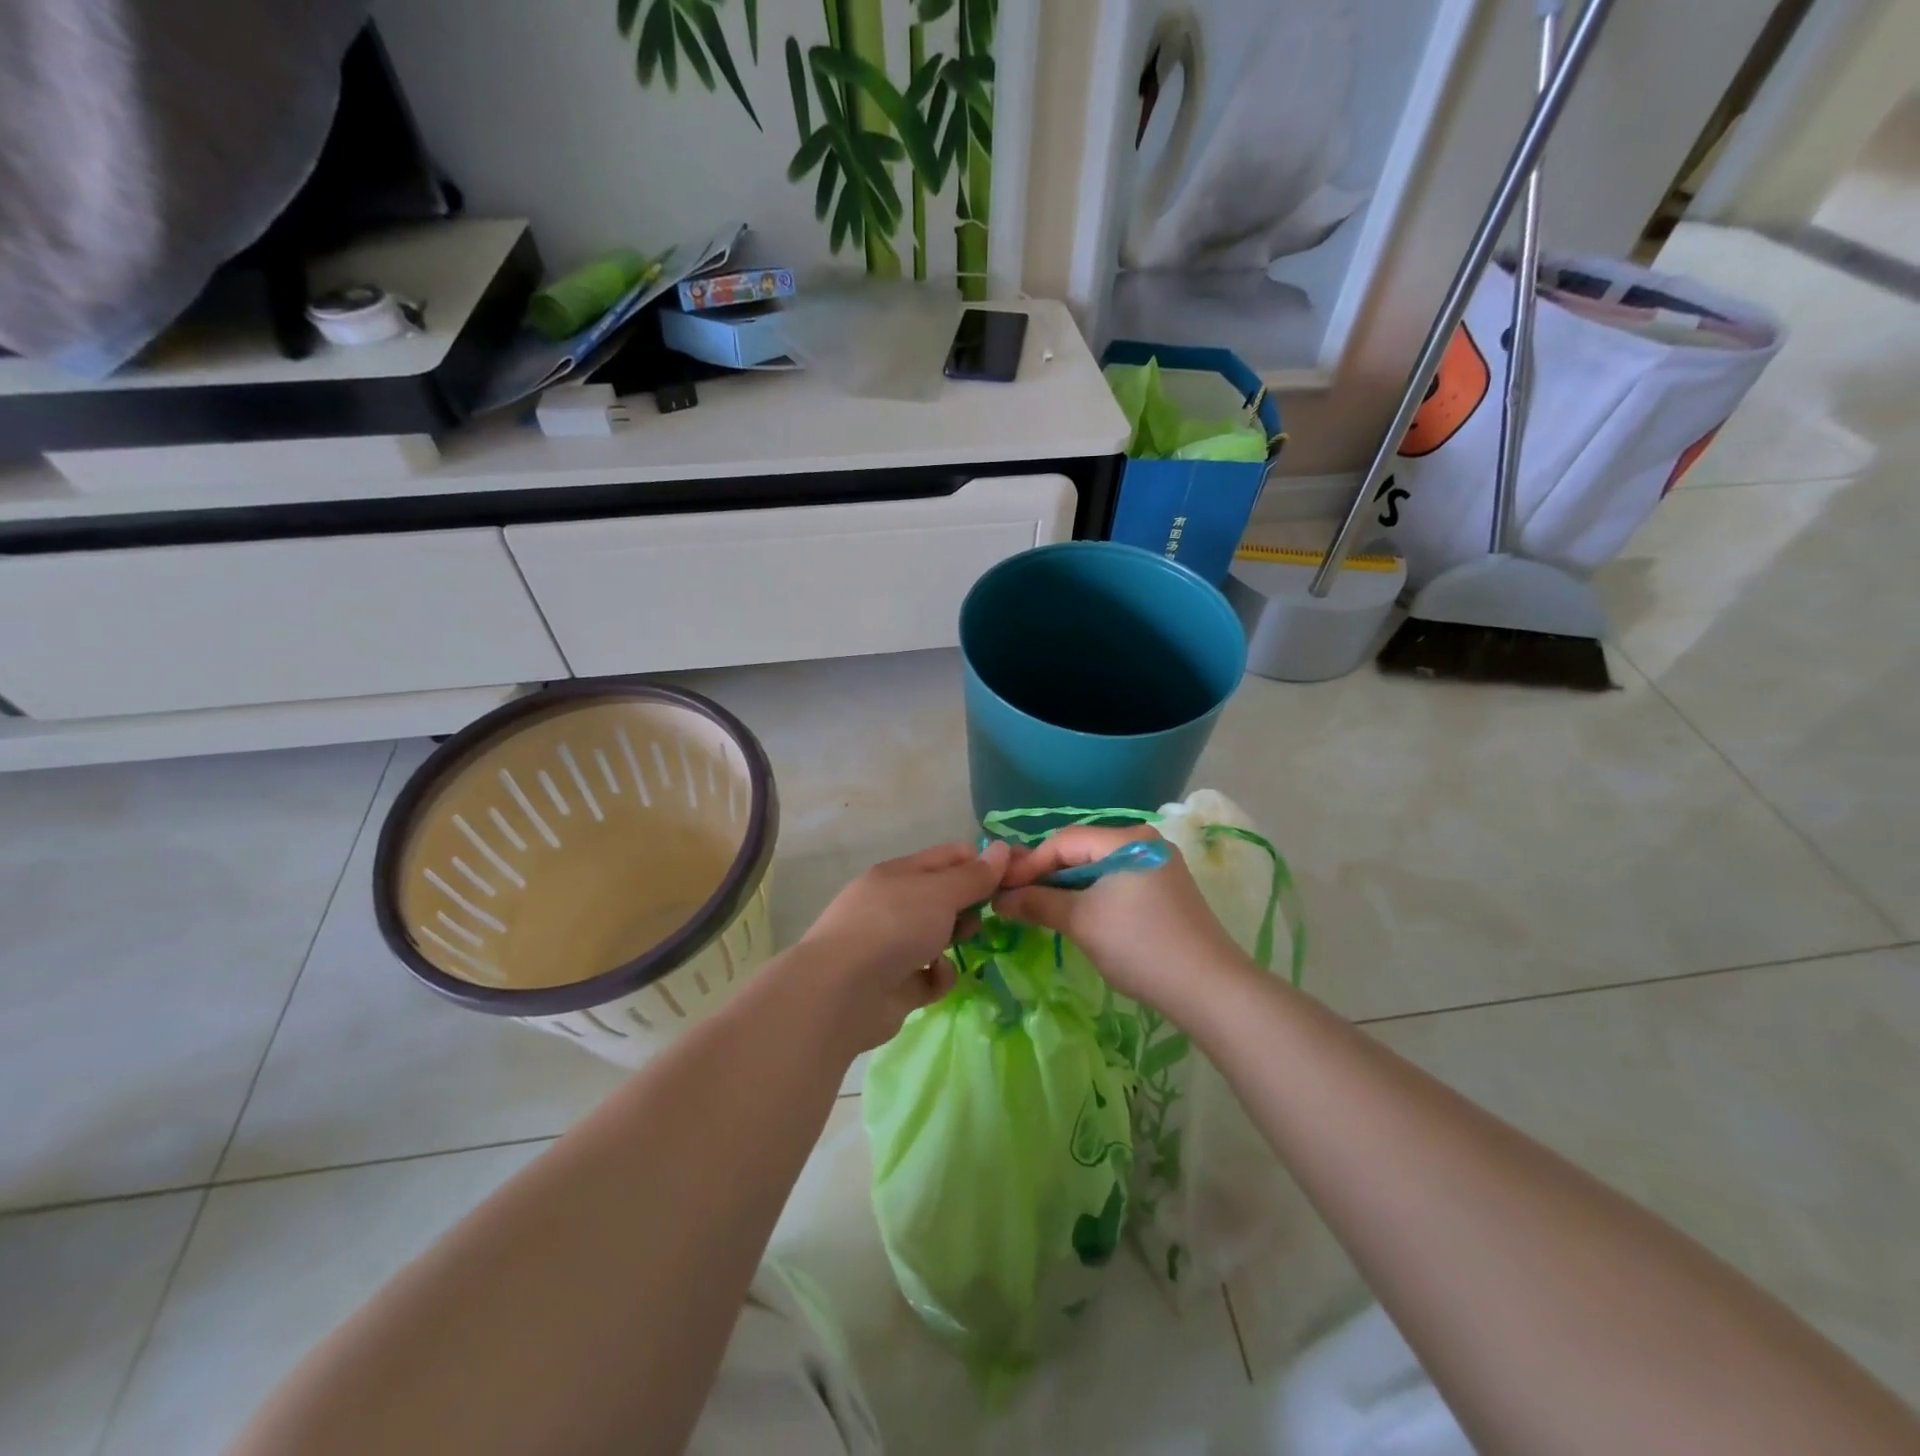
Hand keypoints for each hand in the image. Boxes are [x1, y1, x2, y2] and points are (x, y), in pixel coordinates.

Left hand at [794, 839, 1011, 1052]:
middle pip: (943, 897)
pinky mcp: (894, 985)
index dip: (982, 861)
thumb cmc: (894, 926)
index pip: (948, 857)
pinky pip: (928, 976)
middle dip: (971, 903)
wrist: (842, 992)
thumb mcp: (940, 892)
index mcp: (899, 874)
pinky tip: (938, 976)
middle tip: (1000, 910)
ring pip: (936, 935)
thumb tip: (1001, 848)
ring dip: (956, 938)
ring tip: (972, 941)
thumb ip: (974, 876)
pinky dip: (938, 976)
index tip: (1018, 872)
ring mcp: (891, 946)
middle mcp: (893, 905)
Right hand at [992, 825, 1250, 1017]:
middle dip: (1045, 875)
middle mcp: (1144, 841)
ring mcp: (1158, 865)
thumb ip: (1037, 903)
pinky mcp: (1164, 890)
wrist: (1209, 987)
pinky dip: (1089, 895)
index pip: (1063, 840)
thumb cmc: (1140, 945)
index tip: (1001, 889)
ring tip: (1037, 909)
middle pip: (1081, 851)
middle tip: (1013, 899)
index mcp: (1127, 838)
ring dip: (1065, 887)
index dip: (1028, 864)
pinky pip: (1115, 882)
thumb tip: (1000, 899)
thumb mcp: (1081, 921)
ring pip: (1097, 868)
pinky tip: (1073, 914)